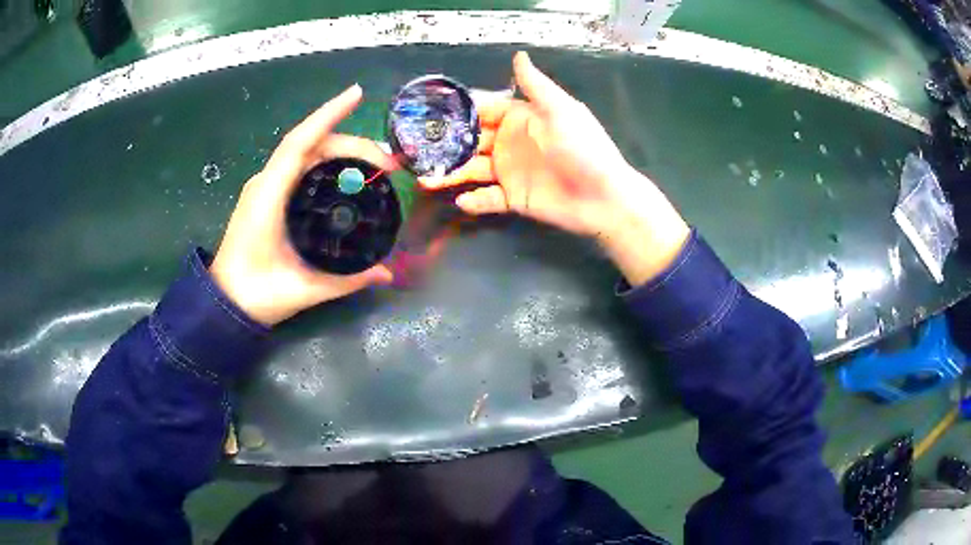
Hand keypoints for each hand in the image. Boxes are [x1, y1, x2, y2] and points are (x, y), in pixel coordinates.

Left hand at [210, 85, 395, 326]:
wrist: (224, 304)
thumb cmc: (257, 295)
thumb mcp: (304, 289)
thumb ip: (347, 280)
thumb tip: (386, 274)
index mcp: (268, 195)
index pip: (300, 142)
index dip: (328, 115)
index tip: (358, 94)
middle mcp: (266, 182)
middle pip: (310, 144)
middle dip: (352, 143)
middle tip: (390, 165)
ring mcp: (265, 187)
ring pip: (305, 152)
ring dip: (341, 148)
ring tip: (376, 165)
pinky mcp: (267, 195)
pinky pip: (299, 165)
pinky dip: (326, 159)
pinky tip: (347, 172)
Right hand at [420, 52, 690, 285]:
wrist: (604, 197)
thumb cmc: (584, 148)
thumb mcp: (560, 110)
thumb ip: (535, 85)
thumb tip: (519, 55)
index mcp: (521, 119)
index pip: (485, 110)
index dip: (460, 111)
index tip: (432, 112)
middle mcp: (512, 143)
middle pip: (472, 141)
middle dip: (447, 144)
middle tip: (417, 149)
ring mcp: (512, 172)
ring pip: (473, 170)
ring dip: (451, 173)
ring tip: (426, 179)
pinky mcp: (515, 199)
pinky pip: (489, 199)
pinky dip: (475, 201)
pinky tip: (462, 200)